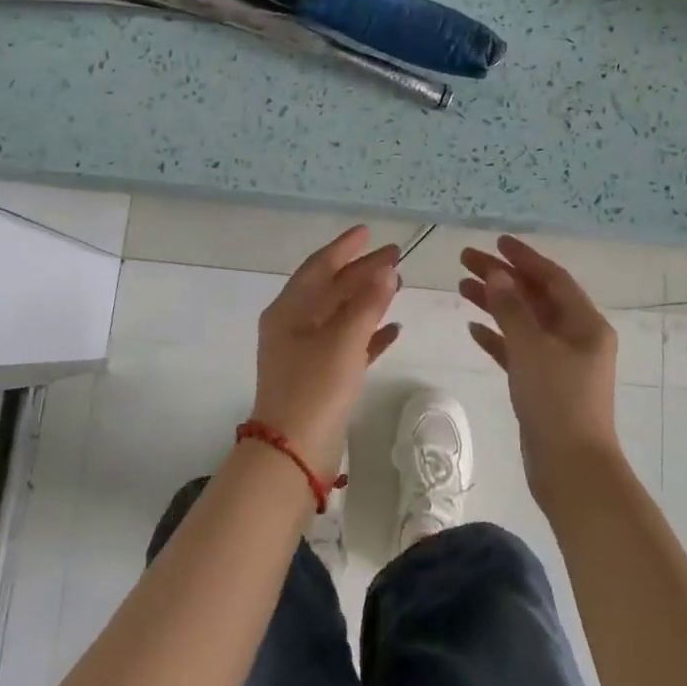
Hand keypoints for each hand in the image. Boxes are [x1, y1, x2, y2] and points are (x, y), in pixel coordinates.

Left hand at [251, 227, 401, 475]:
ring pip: (341, 316)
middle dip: (361, 272)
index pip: (318, 267)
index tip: (368, 232)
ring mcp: (305, 352)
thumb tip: (386, 269)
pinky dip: (369, 334)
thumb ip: (367, 303)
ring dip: (367, 300)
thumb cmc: (314, 388)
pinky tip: (394, 330)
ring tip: (397, 284)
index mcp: (289, 310)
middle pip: (331, 289)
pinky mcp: (320, 377)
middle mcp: (293, 326)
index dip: (344, 248)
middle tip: (395, 256)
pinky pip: (348, 344)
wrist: (293, 453)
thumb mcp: (343, 341)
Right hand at [460, 235, 620, 506]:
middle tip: (465, 260)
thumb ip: (511, 308)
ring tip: (461, 287)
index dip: (524, 258)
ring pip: (524, 322)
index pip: (553, 278)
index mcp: (585, 324)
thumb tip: (496, 274)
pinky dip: (497, 337)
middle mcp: (576, 337)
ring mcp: (560, 362)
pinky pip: (518, 350)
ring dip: (496, 303)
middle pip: (536, 297)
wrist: (571, 469)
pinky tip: (473, 328)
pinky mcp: (543, 385)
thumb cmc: (557, 401)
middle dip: (502, 277)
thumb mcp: (532, 348)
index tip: (495, 242)